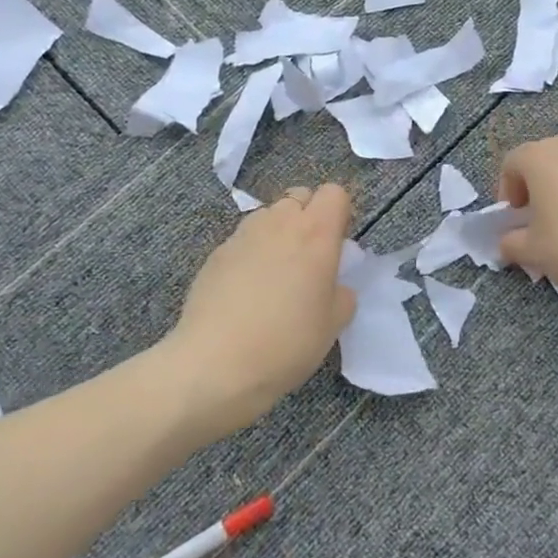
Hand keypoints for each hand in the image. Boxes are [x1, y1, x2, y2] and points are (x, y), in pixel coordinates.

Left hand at [165, 185, 355, 440]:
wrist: (215, 365)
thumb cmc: (287, 343)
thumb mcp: (333, 324)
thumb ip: (342, 293)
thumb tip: (333, 284)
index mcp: (316, 234)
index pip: (334, 193)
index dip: (339, 214)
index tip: (337, 245)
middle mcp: (279, 224)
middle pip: (299, 197)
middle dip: (308, 217)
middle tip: (308, 258)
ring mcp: (243, 236)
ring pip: (268, 216)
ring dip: (278, 232)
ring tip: (275, 273)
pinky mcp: (215, 254)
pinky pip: (243, 240)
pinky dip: (251, 253)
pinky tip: (246, 291)